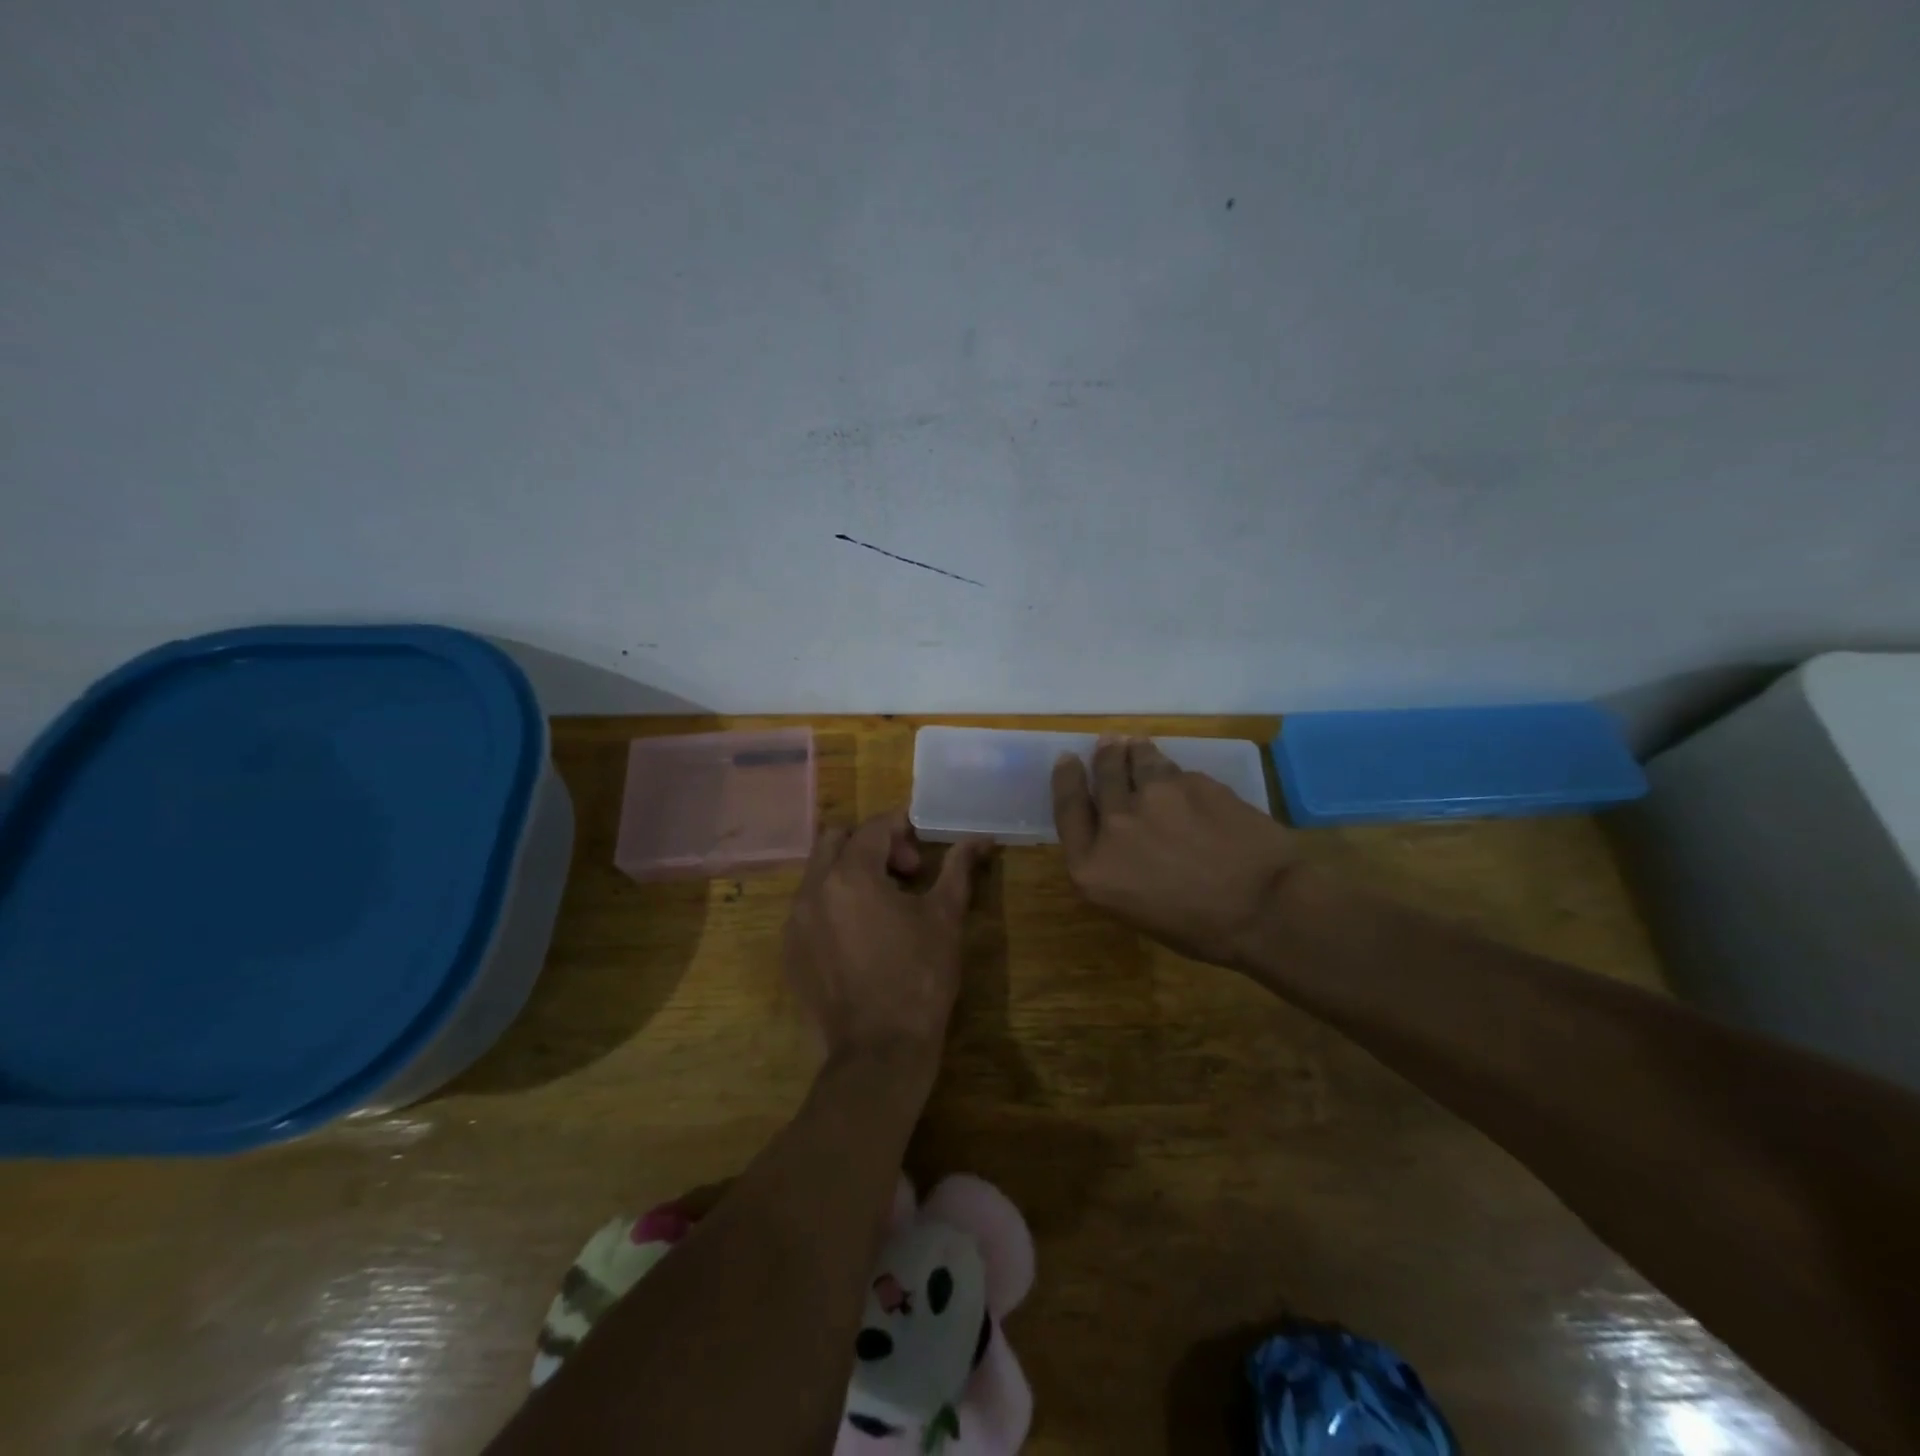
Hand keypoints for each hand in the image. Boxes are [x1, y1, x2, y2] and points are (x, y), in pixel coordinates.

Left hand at [783, 811, 989, 1066]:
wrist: (879, 1052)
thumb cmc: (919, 978)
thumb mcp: (945, 917)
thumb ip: (958, 868)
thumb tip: (980, 839)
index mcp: (850, 874)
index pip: (874, 827)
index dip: (903, 828)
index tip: (924, 849)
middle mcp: (813, 889)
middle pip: (836, 840)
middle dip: (870, 844)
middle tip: (904, 873)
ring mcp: (795, 922)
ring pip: (819, 873)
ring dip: (850, 873)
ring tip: (885, 906)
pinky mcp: (790, 951)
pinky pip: (809, 908)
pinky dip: (833, 904)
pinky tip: (862, 936)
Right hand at [1050, 736, 1300, 967]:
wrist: (1264, 910)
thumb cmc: (1198, 928)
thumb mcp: (1133, 908)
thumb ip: (1113, 866)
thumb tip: (1119, 837)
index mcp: (1093, 866)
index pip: (1067, 808)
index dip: (1066, 779)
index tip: (1067, 759)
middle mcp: (1115, 824)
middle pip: (1103, 776)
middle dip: (1104, 756)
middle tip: (1107, 743)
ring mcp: (1155, 797)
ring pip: (1138, 761)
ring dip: (1135, 751)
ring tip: (1136, 744)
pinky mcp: (1192, 782)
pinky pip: (1177, 771)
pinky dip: (1174, 772)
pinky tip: (1181, 778)